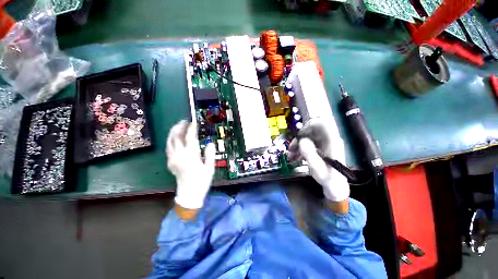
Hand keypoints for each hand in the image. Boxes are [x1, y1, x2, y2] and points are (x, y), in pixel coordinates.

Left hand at [166, 120, 215, 209]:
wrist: (189, 194)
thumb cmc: (202, 181)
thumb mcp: (210, 169)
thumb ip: (210, 155)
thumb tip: (210, 143)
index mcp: (191, 157)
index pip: (190, 139)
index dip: (192, 129)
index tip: (194, 122)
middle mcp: (180, 156)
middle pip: (176, 138)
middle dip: (180, 127)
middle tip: (185, 121)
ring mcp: (173, 159)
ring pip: (170, 142)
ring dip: (173, 132)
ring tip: (179, 126)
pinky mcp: (170, 163)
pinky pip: (168, 148)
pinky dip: (171, 140)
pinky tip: (175, 138)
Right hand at [289, 118, 349, 202]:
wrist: (335, 185)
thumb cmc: (328, 178)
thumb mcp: (317, 168)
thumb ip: (310, 154)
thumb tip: (301, 140)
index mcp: (332, 141)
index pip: (321, 124)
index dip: (309, 126)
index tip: (299, 135)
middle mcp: (328, 139)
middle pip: (312, 131)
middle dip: (299, 138)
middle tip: (291, 148)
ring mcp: (324, 143)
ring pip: (308, 137)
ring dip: (298, 144)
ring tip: (291, 155)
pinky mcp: (320, 148)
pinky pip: (308, 143)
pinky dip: (301, 148)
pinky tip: (295, 156)